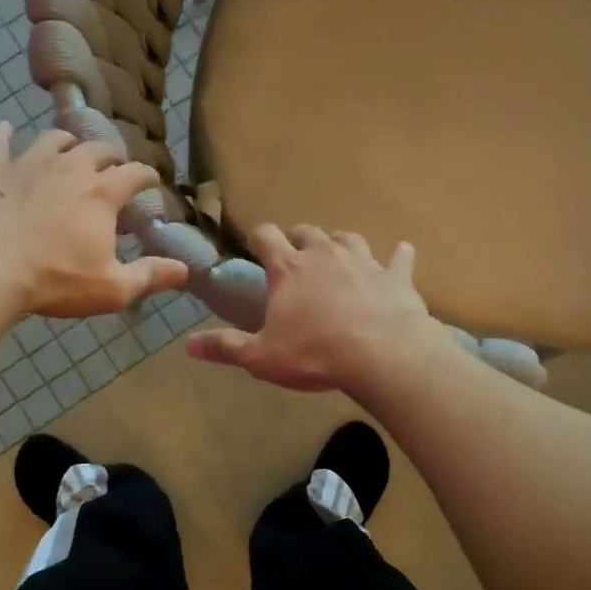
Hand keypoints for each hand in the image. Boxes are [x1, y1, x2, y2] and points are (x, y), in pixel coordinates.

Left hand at [0, 123, 187, 317]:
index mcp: (102, 193)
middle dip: (111, 155)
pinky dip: (5, 135)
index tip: (152, 180)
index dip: (147, 175)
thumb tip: (185, 270)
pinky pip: (0, 144)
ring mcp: (29, 164)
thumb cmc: (55, 280)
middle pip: (97, 149)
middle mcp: (70, 168)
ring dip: (68, 142)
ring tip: (71, 148)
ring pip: (54, 139)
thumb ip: (149, 276)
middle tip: (114, 164)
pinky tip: (6, 128)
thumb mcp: (112, 288)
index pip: (134, 173)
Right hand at [186, 225, 449, 392]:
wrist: (383, 355)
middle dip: (299, 239)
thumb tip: (188, 345)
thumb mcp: (262, 356)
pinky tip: (402, 253)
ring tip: (338, 254)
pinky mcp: (396, 276)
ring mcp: (364, 261)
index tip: (256, 245)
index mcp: (289, 268)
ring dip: (341, 244)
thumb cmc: (315, 353)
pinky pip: (399, 258)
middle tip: (296, 254)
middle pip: (308, 232)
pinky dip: (398, 256)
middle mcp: (324, 254)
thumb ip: (226, 347)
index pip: (266, 236)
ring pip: (349, 238)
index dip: (259, 237)